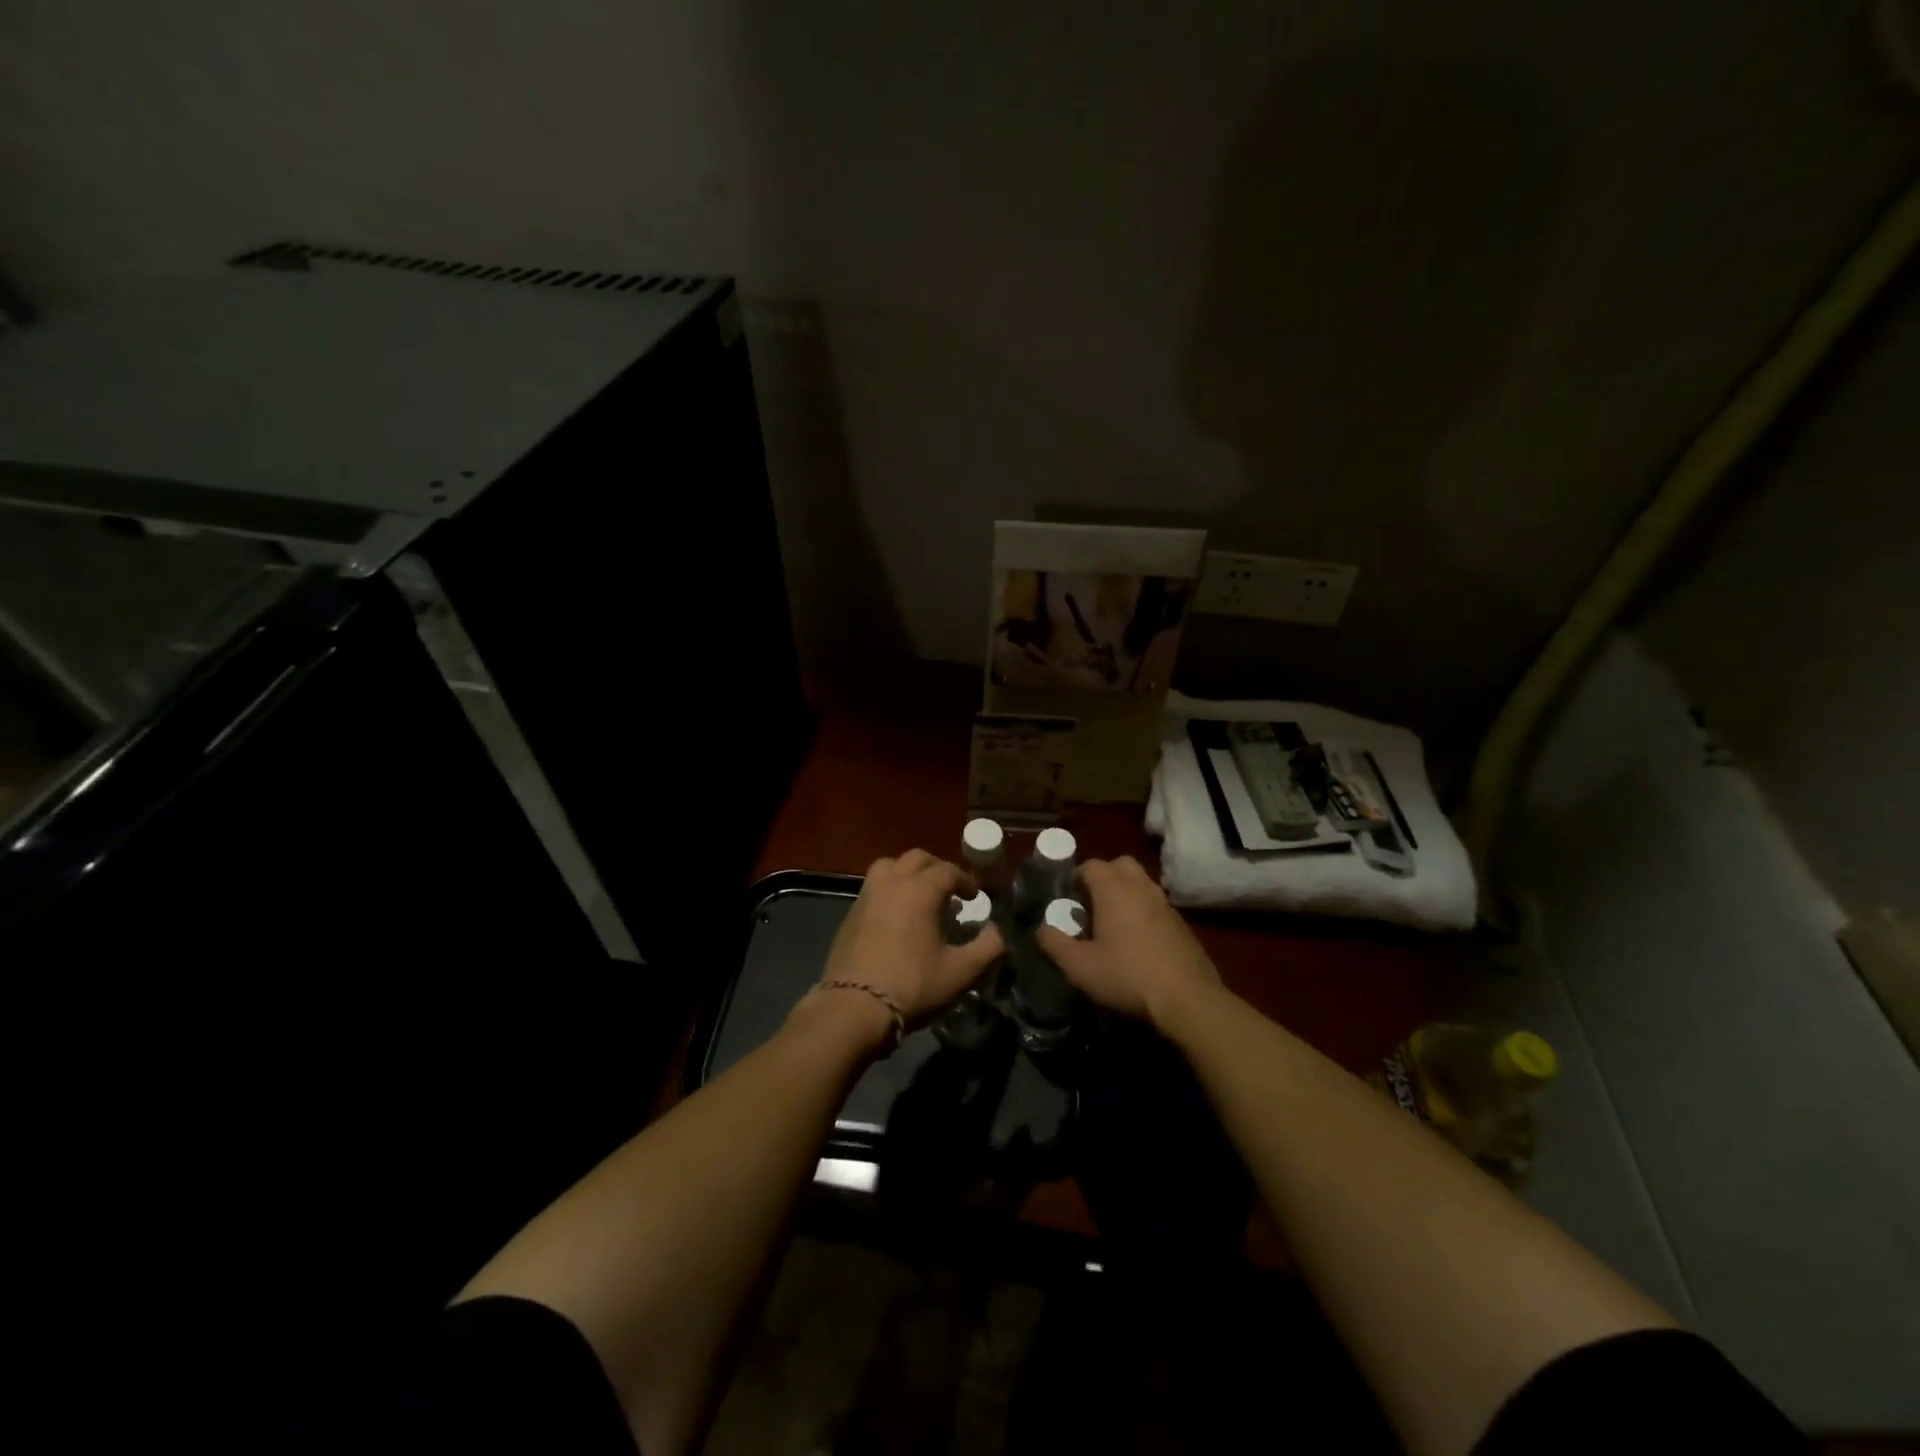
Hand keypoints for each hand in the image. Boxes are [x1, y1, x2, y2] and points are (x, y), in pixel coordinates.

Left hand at [801, 850, 1004, 1047]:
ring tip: (920, 895)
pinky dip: (889, 889)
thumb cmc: (913, 986)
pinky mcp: (850, 914)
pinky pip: (874, 887)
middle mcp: (892, 883)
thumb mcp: (961, 972)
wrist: (854, 1008)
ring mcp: (866, 896)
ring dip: (908, 872)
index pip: (948, 870)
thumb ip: (988, 947)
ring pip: (889, 866)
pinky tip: (896, 916)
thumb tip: (998, 930)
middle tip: (951, 891)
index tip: (976, 897)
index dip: (966, 880)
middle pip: (917, 858)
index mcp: (920, 890)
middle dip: (938, 869)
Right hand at [1035, 856, 1220, 1027]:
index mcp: (1114, 889)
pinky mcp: (1182, 923)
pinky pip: (1156, 905)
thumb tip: (1041, 929)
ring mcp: (1165, 903)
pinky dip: (1144, 911)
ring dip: (1125, 894)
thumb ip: (1055, 944)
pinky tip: (1139, 942)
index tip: (1068, 899)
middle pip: (1120, 865)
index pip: (1091, 865)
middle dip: (1104, 877)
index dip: (1076, 878)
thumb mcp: (1080, 967)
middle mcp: (1141, 887)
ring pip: (1141, 883)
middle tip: (1091, 904)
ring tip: (1113, 924)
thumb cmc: (1127, 976)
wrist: (1187, 998)